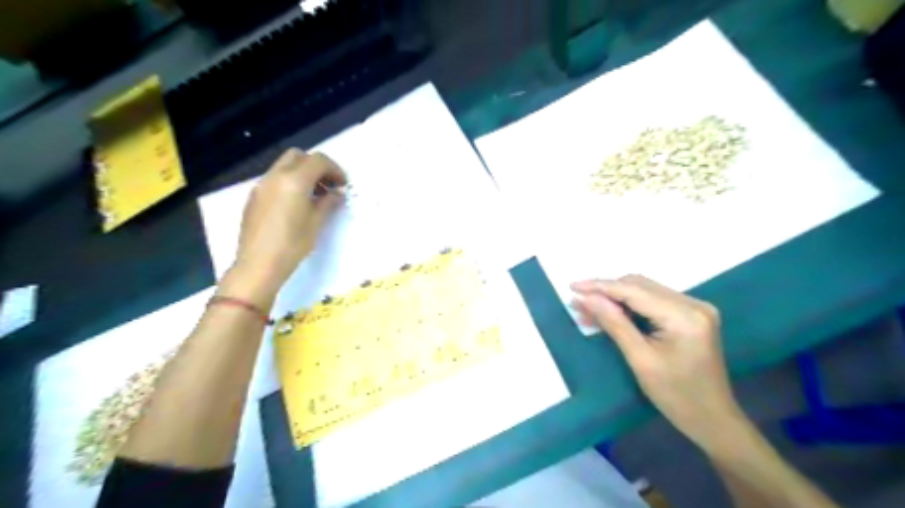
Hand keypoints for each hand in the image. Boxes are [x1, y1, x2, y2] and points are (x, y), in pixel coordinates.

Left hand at [230, 147, 346, 300]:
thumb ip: (329, 202)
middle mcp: (275, 177)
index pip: (318, 160)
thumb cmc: (293, 244)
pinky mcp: (254, 197)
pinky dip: (289, 182)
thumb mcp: (317, 223)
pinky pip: (275, 179)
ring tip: (315, 196)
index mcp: (294, 181)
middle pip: (298, 156)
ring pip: (284, 166)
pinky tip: (297, 205)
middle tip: (328, 185)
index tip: (343, 185)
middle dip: (316, 166)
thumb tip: (337, 192)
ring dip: (302, 173)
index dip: (335, 169)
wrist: (258, 265)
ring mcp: (261, 186)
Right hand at [572, 276, 742, 450]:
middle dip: (606, 291)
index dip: (600, 286)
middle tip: (578, 303)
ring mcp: (694, 308)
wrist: (713, 420)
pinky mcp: (691, 315)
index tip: (572, 287)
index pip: (634, 290)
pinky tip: (610, 314)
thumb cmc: (676, 396)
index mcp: (684, 315)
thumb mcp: (640, 359)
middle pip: (640, 285)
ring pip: (645, 291)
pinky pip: (653, 302)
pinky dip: (629, 306)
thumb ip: (613, 323)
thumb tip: (585, 298)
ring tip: (588, 309)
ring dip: (615, 298)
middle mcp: (693, 303)